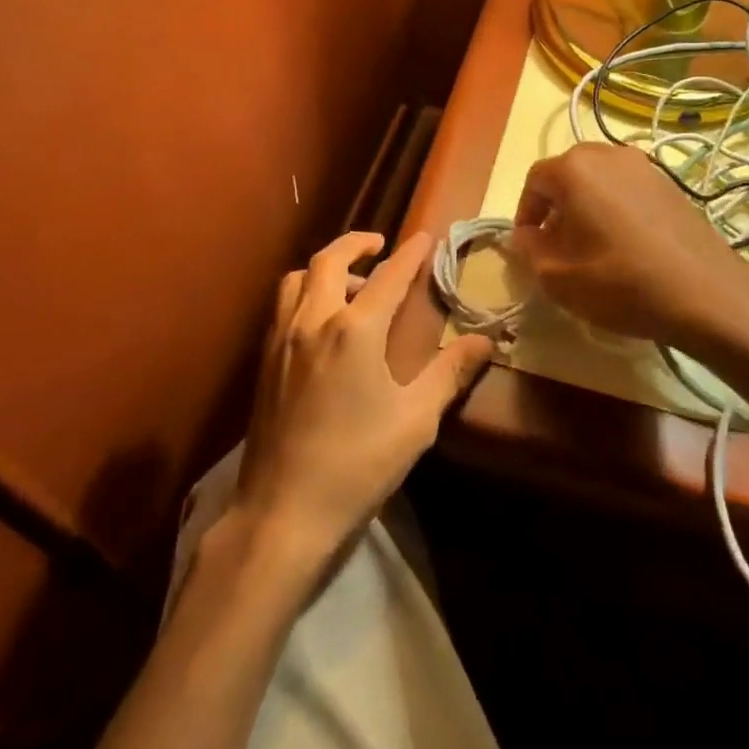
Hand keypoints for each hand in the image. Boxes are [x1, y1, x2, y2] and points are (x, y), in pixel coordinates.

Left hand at [234, 231, 492, 570]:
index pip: (388, 277)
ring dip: (325, 267)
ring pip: (297, 278)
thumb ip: (449, 373)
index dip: (410, 254)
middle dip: (356, 243)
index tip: (425, 237)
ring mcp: (281, 340)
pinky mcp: (264, 362)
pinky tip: (321, 322)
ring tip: (350, 283)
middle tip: (379, 245)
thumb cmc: (358, 464)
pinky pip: (283, 305)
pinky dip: (304, 291)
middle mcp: (312, 321)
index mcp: (353, 330)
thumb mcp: (416, 420)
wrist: (283, 512)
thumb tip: (485, 341)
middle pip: (329, 260)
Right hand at [510, 143, 748, 346]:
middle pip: (568, 174)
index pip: (535, 181)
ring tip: (592, 245)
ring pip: (600, 180)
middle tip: (557, 244)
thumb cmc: (619, 282)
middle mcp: (608, 154)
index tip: (529, 244)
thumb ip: (530, 249)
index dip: (526, 212)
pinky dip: (616, 208)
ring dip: (587, 205)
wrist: (703, 292)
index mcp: (574, 169)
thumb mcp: (557, 276)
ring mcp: (644, 165)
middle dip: (557, 206)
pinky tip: (625, 244)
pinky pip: (628, 188)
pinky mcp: (670, 183)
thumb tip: (528, 234)